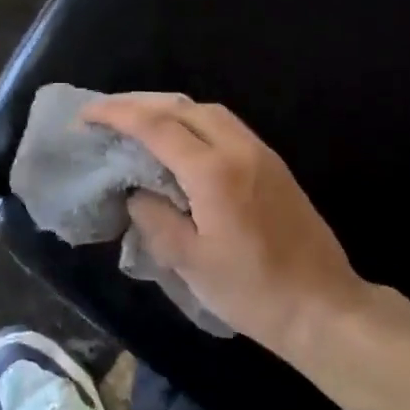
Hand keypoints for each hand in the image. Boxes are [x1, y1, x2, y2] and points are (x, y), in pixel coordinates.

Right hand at [82, 94, 367, 355]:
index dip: (117, 115)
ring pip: (206, 110)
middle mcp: (238, 148)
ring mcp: (260, 151)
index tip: (86, 116)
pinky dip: (192, 120)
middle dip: (140, 103)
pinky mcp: (272, 162)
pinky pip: (224, 124)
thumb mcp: (190, 263)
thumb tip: (136, 192)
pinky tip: (178, 140)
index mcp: (213, 171)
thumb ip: (155, 219)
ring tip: (137, 121)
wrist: (323, 306)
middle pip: (182, 106)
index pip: (156, 125)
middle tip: (106, 113)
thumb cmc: (253, 291)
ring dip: (168, 108)